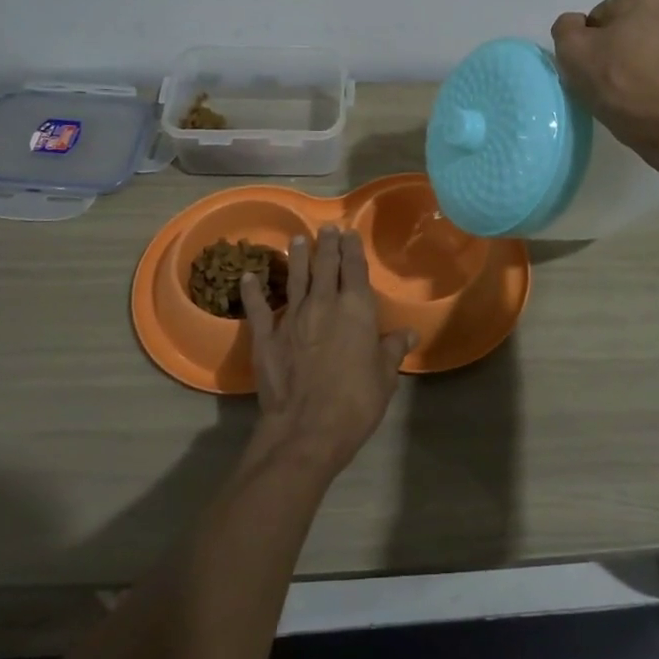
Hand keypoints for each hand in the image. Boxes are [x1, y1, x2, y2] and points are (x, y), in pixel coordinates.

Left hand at [243, 225, 414, 478]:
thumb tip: (409, 333)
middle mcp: (323, 304)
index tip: (349, 233)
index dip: (352, 249)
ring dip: (297, 257)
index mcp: (355, 309)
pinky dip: (253, 291)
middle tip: (326, 228)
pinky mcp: (265, 337)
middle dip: (327, 244)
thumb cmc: (355, 402)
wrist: (306, 430)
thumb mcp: (385, 377)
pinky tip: (249, 277)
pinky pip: (258, 308)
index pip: (354, 269)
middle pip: (325, 266)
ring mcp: (291, 318)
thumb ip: (393, 350)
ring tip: (297, 240)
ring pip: (295, 278)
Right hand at [552, 0, 658, 151]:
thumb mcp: (571, 49)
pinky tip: (646, 88)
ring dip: (638, 54)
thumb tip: (578, 25)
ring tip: (628, 83)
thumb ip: (566, 26)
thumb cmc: (615, 81)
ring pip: (650, 40)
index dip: (591, 41)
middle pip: (629, 24)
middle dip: (617, 43)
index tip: (593, 64)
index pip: (603, 15)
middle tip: (608, 75)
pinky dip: (656, 67)